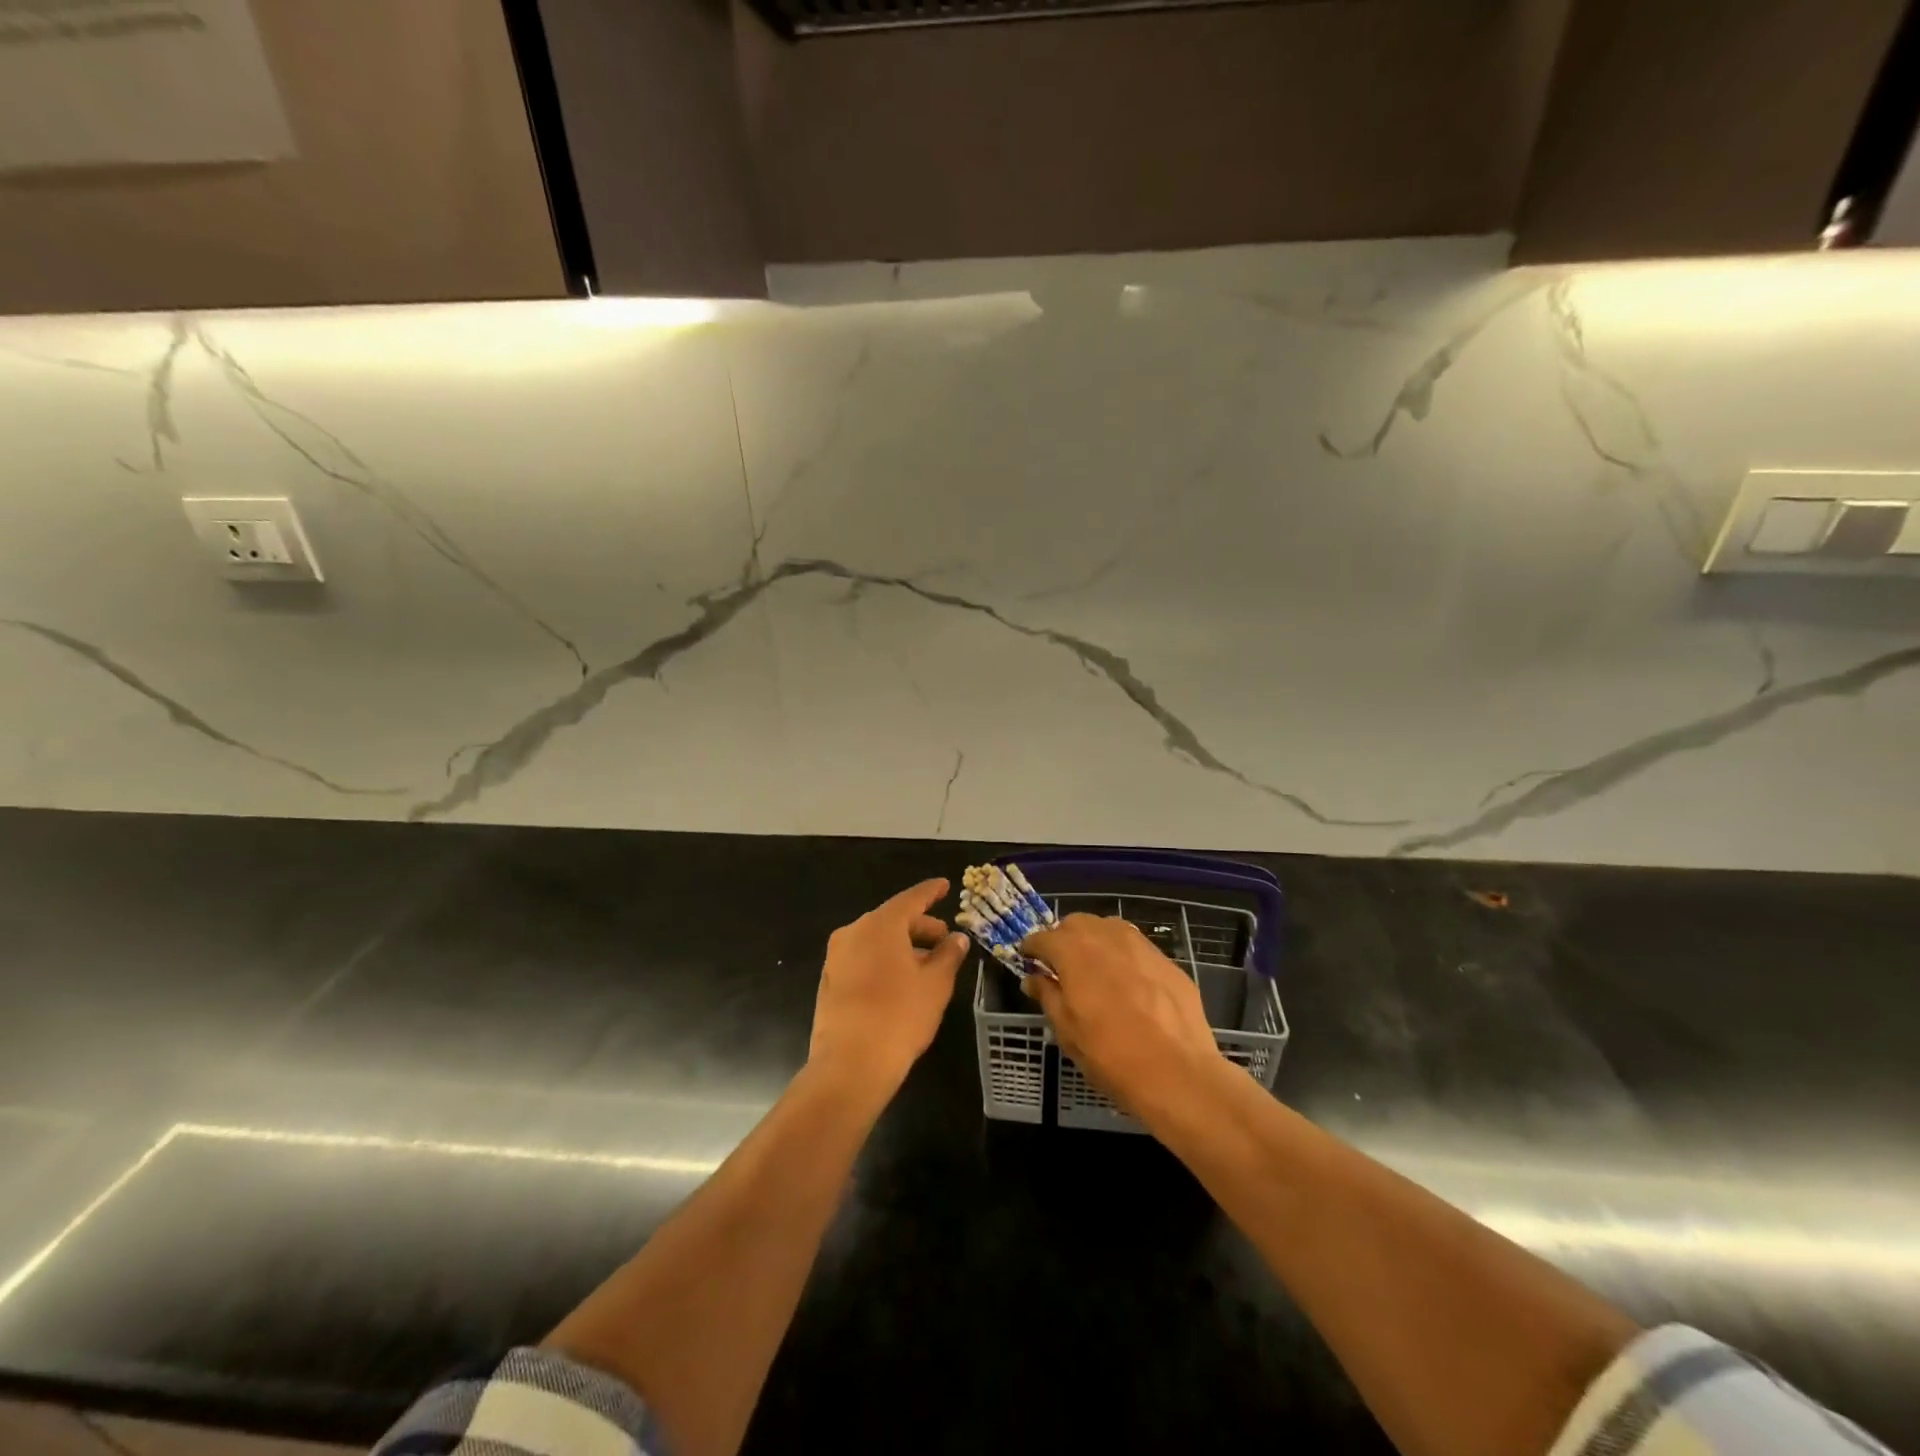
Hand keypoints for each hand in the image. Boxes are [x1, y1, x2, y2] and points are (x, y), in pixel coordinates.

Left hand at [808, 878, 968, 1104]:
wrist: (849, 1065)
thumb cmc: (900, 1016)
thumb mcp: (936, 984)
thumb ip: (948, 955)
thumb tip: (957, 939)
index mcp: (881, 924)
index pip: (911, 899)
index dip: (931, 892)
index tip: (945, 885)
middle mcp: (854, 932)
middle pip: (892, 920)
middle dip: (920, 926)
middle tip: (944, 939)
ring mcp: (837, 957)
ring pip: (877, 941)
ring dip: (902, 947)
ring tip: (927, 965)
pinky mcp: (829, 981)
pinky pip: (863, 959)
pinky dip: (884, 961)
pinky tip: (901, 982)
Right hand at [1020, 914, 1223, 1118]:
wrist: (1177, 1074)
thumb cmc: (1110, 1055)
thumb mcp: (1067, 1031)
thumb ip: (1047, 996)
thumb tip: (1033, 978)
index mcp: (1073, 950)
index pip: (1042, 937)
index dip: (1032, 949)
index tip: (1029, 962)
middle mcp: (1106, 936)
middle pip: (1076, 923)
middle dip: (1064, 939)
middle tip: (1062, 968)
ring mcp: (1141, 945)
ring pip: (1109, 928)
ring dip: (1095, 941)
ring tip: (1096, 971)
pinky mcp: (1167, 960)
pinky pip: (1136, 947)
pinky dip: (1124, 957)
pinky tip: (1129, 985)